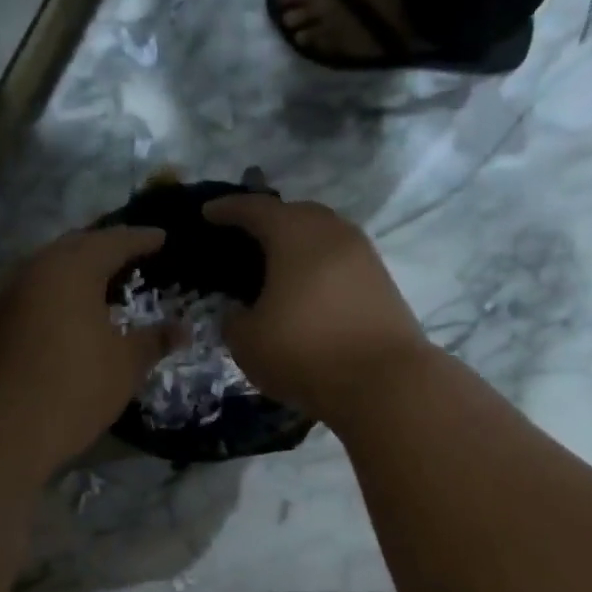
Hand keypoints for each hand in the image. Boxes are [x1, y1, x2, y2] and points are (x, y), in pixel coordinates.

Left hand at [0, 226, 184, 464]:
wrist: (8, 425)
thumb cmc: (77, 387)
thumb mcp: (127, 364)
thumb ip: (155, 340)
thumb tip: (184, 330)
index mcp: (74, 268)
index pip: (114, 241)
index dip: (142, 239)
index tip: (163, 237)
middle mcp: (39, 269)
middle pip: (78, 245)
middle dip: (107, 247)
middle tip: (135, 254)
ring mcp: (16, 293)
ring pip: (54, 267)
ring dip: (82, 269)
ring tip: (110, 281)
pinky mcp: (3, 320)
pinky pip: (41, 290)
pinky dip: (64, 291)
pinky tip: (80, 310)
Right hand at [203, 195, 432, 422]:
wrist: (383, 382)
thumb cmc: (304, 352)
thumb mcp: (248, 342)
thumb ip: (234, 320)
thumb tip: (238, 312)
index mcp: (294, 233)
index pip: (255, 209)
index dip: (227, 210)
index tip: (208, 213)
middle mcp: (333, 232)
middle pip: (295, 214)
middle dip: (269, 222)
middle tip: (246, 240)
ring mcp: (364, 256)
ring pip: (323, 238)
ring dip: (298, 247)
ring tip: (277, 268)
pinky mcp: (382, 284)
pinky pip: (340, 264)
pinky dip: (318, 270)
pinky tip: (307, 293)